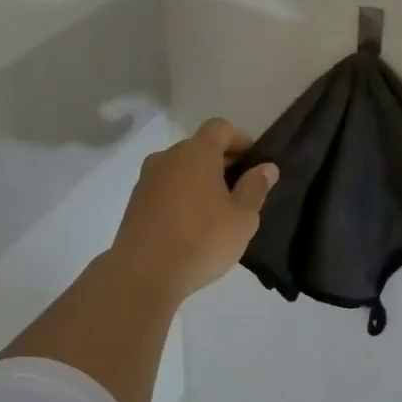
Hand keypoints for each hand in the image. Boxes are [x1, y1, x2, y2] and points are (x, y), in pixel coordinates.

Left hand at [107, 118, 276, 305]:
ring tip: (216, 211)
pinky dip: (181, 196)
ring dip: (200, 180)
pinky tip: (191, 225)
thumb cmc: (202, 240)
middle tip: (240, 191)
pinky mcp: (135, 202)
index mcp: (196, 153)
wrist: (143, 274)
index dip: (240, 139)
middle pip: (199, 147)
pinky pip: (165, 188)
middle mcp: (167, 157)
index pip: (220, 127)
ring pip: (180, 169)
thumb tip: (266, 167)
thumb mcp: (243, 218)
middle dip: (222, 162)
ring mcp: (147, 179)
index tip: (253, 162)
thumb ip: (255, 188)